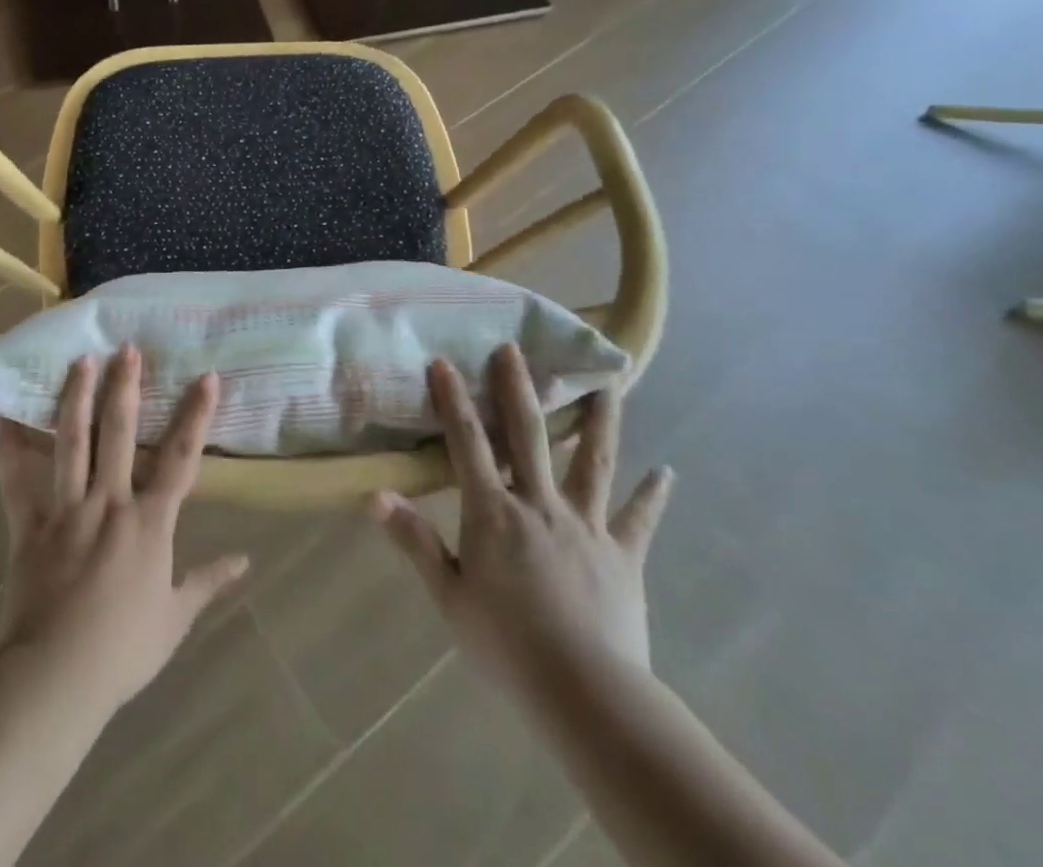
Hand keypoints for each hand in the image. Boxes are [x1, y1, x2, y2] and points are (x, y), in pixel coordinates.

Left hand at [0, 346, 248, 713]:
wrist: (57, 678)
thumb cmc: (123, 650)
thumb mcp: (175, 618)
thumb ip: (207, 582)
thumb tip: (244, 561)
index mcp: (150, 523)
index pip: (182, 458)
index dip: (196, 415)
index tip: (207, 376)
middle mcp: (110, 503)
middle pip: (121, 434)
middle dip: (126, 387)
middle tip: (127, 348)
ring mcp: (66, 510)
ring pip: (72, 443)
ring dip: (76, 398)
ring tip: (80, 360)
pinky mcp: (29, 526)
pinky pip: (14, 482)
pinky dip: (6, 449)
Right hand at [372, 345, 674, 701]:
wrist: (586, 693)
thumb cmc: (506, 644)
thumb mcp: (449, 596)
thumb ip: (414, 540)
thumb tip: (374, 494)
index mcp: (494, 512)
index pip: (468, 444)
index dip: (454, 400)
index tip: (444, 362)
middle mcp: (540, 504)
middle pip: (528, 435)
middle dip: (517, 388)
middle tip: (514, 348)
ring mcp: (587, 526)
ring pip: (593, 462)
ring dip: (599, 421)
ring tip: (610, 382)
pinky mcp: (623, 555)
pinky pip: (638, 520)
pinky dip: (652, 496)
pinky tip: (667, 473)